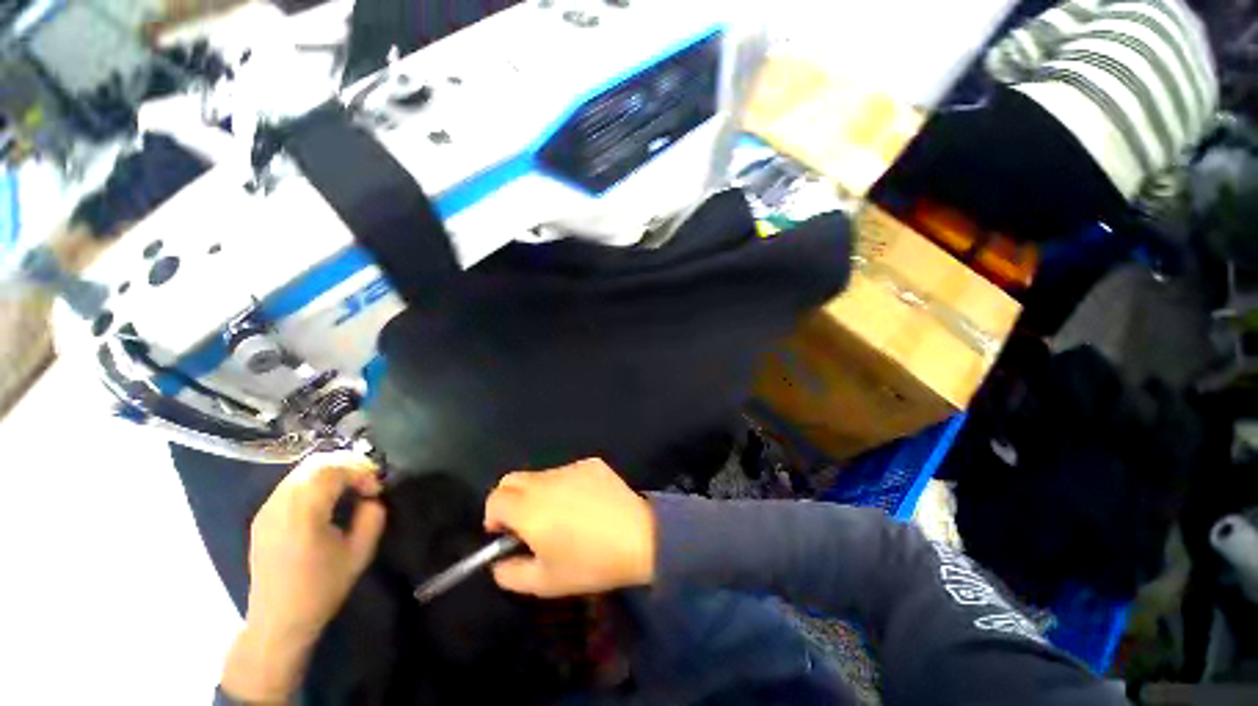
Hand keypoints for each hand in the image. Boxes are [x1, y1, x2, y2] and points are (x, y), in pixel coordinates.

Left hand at [221, 451, 385, 702]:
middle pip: (316, 463)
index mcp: (303, 514)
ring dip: (332, 472)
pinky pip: (292, 484)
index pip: (333, 470)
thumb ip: (372, 518)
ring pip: (303, 471)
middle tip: (368, 481)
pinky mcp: (263, 517)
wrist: (278, 621)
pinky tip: (329, 499)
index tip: (376, 490)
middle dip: (348, 465)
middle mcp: (280, 504)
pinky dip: (316, 481)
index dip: (361, 471)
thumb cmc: (321, 589)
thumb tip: (371, 498)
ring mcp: (267, 509)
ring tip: (351, 488)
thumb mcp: (359, 554)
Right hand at [484, 458, 655, 597]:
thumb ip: (511, 574)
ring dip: (540, 493)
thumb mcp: (545, 583)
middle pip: (513, 479)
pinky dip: (566, 486)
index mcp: (530, 508)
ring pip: (541, 476)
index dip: (493, 516)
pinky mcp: (591, 464)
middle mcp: (546, 481)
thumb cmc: (591, 564)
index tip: (505, 534)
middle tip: (527, 524)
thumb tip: (499, 561)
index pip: (496, 498)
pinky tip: (586, 504)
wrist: (640, 537)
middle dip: (510, 500)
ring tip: (563, 516)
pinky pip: (568, 472)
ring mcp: (571, 468)